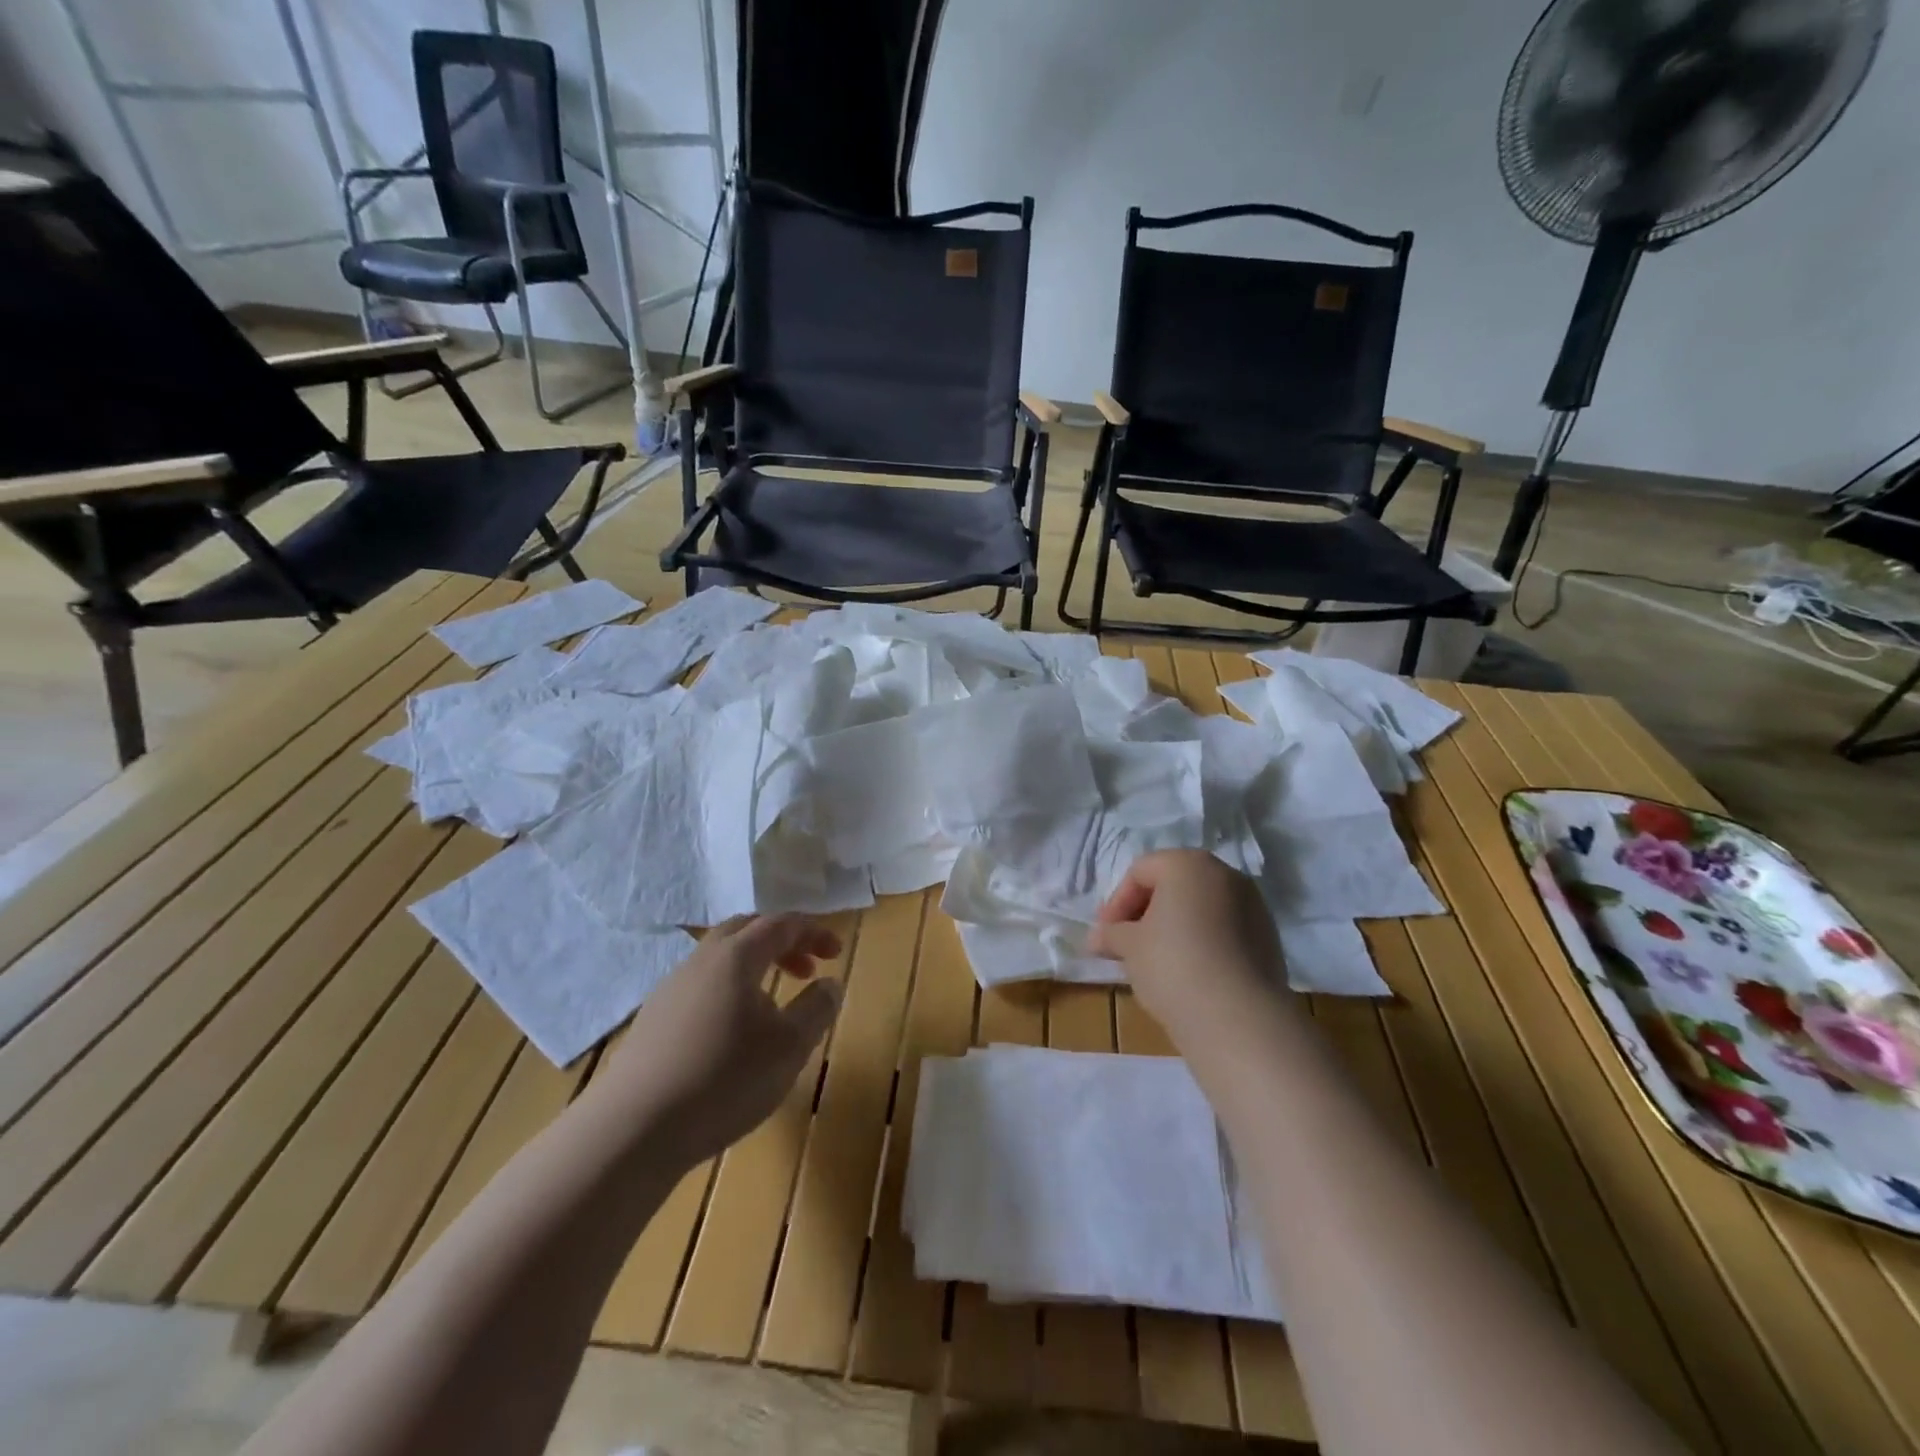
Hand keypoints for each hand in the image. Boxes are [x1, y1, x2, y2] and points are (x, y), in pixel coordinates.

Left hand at [590, 914, 843, 1164]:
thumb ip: (816, 1009)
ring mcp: (670, 988)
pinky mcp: (652, 1019)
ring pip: (719, 958)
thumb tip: (830, 984)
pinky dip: (728, 989)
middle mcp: (701, 960)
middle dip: (782, 941)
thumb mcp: (789, 1047)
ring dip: (754, 966)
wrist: (633, 1129)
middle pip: (746, 930)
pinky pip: (700, 985)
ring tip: (773, 1002)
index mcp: (737, 956)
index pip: (781, 923)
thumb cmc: (724, 1079)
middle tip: (806, 968)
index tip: (836, 952)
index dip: (813, 931)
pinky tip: (732, 1030)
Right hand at [1088, 850, 1286, 1047]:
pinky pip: (1225, 930)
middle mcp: (1224, 874)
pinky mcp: (1269, 938)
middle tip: (1127, 944)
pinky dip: (1203, 942)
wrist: (1238, 1017)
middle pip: (1174, 885)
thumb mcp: (1129, 946)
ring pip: (1202, 907)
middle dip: (1146, 912)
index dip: (1117, 902)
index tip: (1105, 936)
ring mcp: (1253, 905)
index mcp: (1187, 864)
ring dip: (1175, 926)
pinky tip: (1189, 972)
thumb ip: (1111, 934)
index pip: (1140, 872)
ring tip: (1157, 961)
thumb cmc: (1172, 965)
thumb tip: (1098, 939)